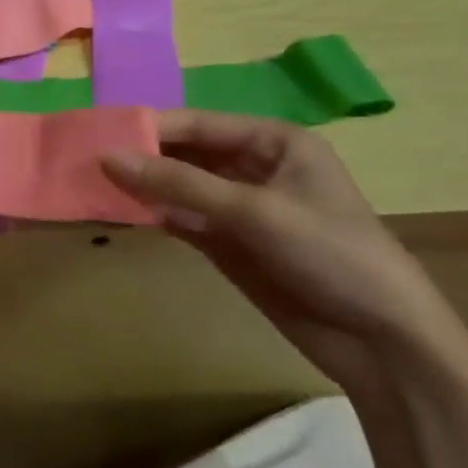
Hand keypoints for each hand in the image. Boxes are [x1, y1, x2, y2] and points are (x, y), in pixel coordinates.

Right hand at [102, 111, 467, 397]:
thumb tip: (106, 157)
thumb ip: (178, 183)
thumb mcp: (254, 211)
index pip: (197, 124)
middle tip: (84, 160)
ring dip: (140, 186)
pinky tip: (116, 212)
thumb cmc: (331, 255)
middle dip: (140, 156)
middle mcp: (253, 166)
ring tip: (89, 183)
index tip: (96, 134)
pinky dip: (151, 214)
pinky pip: (179, 217)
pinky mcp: (227, 242)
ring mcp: (238, 206)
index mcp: (274, 142)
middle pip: (183, 152)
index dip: (148, 128)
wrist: (383, 344)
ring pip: (176, 185)